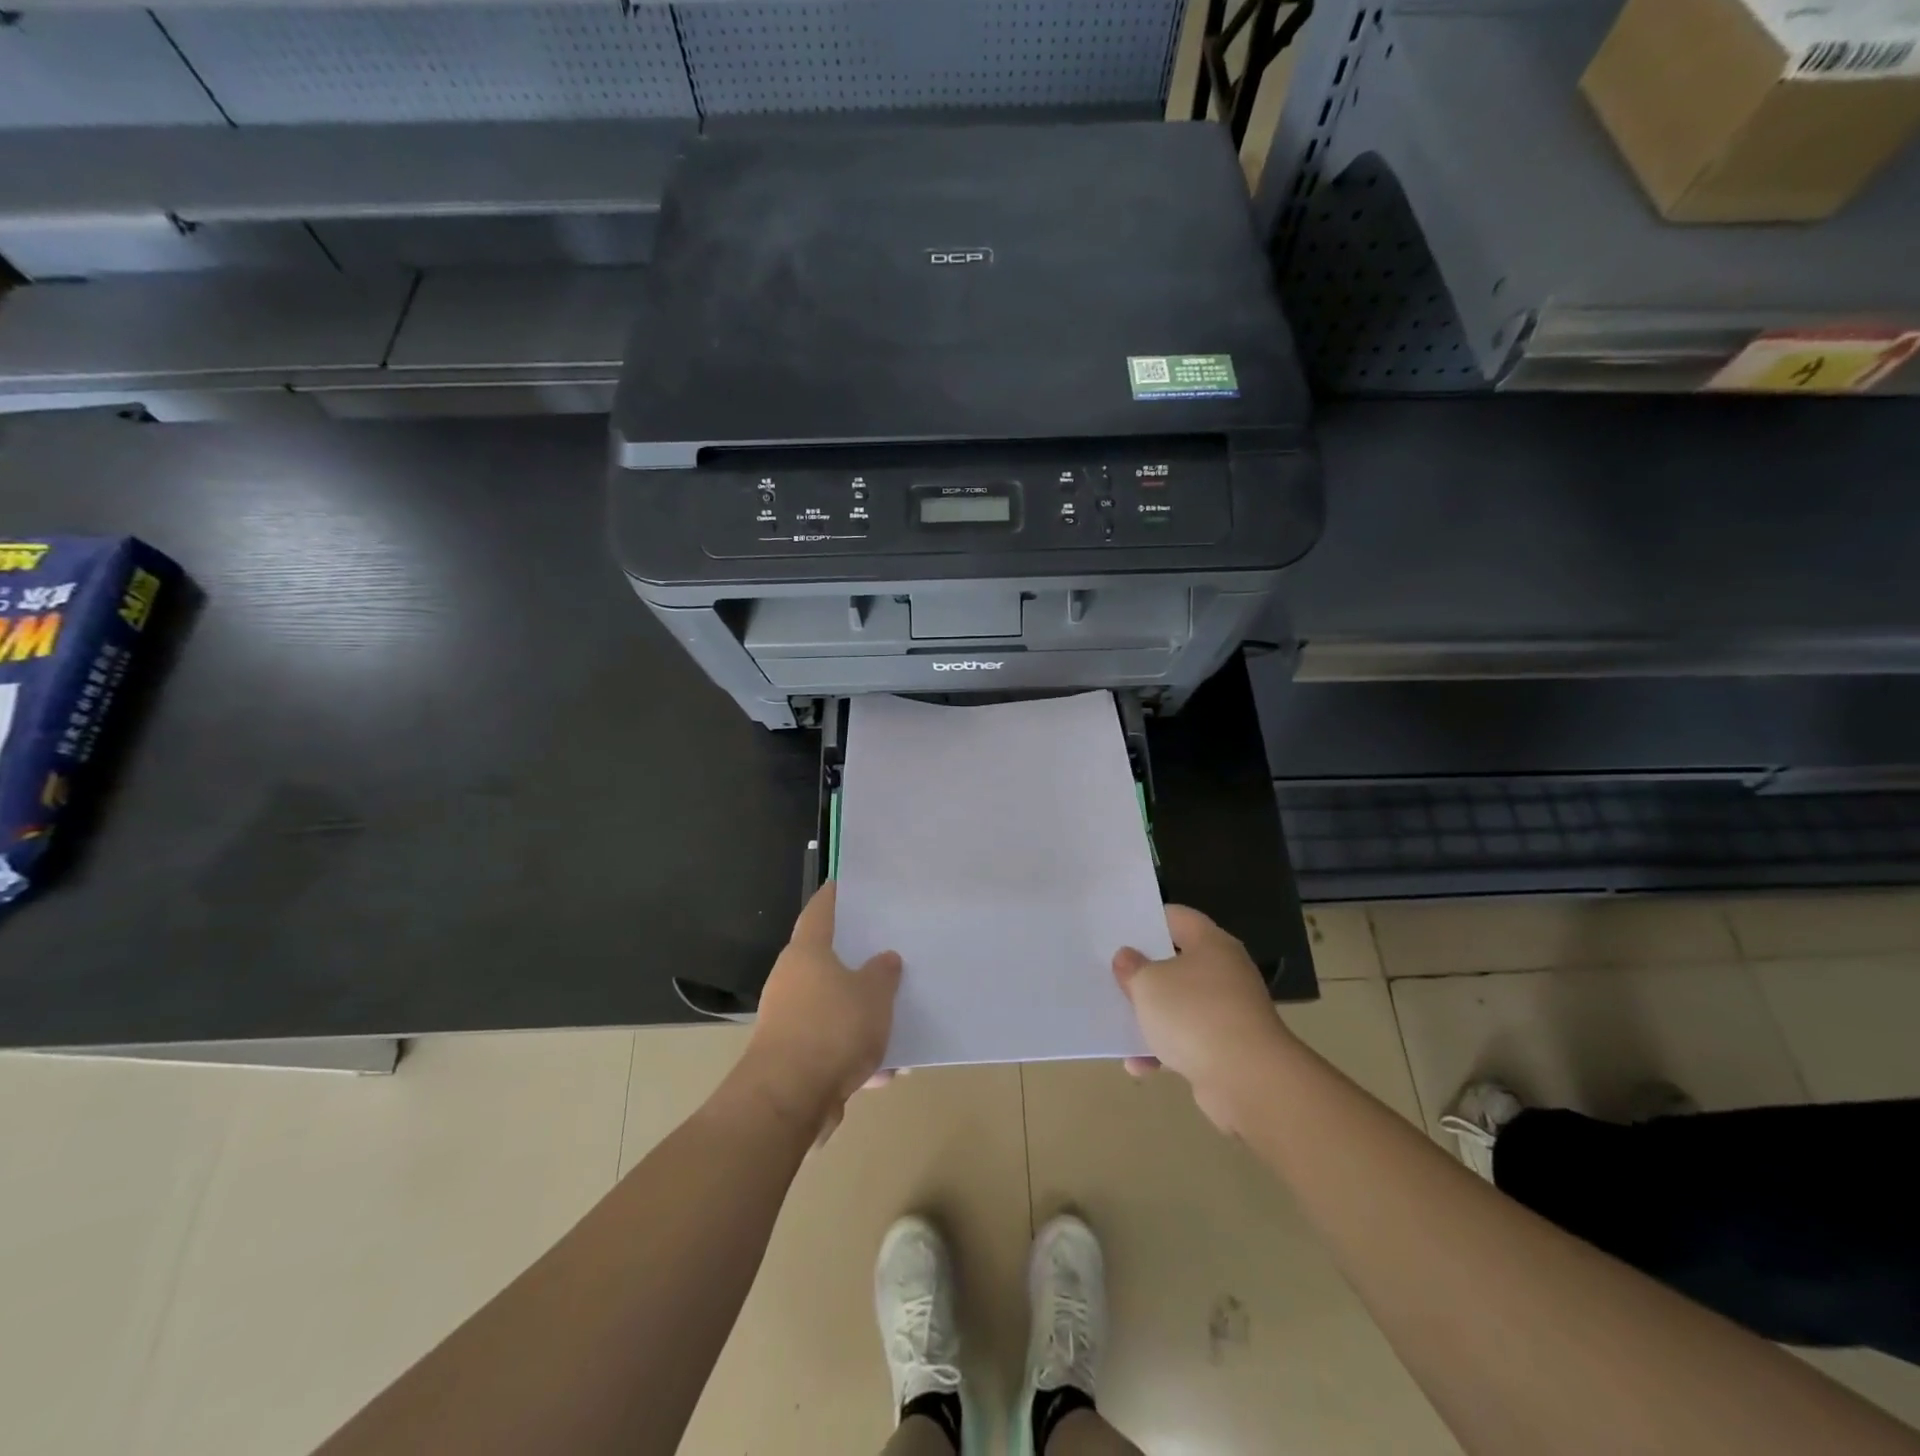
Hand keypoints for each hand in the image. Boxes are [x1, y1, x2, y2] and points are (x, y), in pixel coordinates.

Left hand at [740, 882, 902, 1139]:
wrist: (789, 1099)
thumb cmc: (833, 1028)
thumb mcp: (874, 995)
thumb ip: (883, 974)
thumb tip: (885, 960)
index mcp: (807, 953)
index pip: (819, 911)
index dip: (834, 896)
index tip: (846, 884)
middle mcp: (791, 981)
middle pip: (826, 962)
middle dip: (857, 963)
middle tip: (889, 953)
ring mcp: (788, 1021)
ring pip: (832, 1008)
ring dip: (861, 1016)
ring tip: (898, 1021)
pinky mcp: (792, 1059)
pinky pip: (832, 1046)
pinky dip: (855, 1054)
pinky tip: (887, 1069)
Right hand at [1113, 905, 1293, 1133]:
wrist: (1247, 1080)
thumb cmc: (1194, 1014)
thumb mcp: (1148, 984)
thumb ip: (1132, 967)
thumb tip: (1128, 957)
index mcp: (1211, 944)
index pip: (1177, 917)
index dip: (1149, 919)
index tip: (1120, 927)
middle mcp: (1225, 972)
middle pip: (1178, 962)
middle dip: (1146, 971)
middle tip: (1112, 971)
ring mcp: (1229, 1012)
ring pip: (1182, 1005)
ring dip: (1153, 1016)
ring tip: (1118, 1023)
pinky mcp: (1229, 1049)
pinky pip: (1189, 1041)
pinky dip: (1165, 1050)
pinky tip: (1138, 1064)